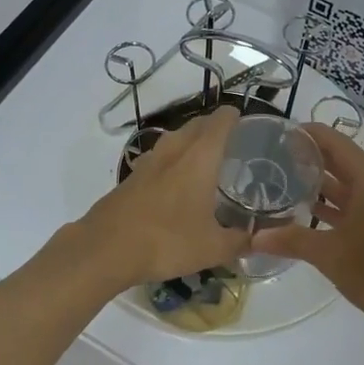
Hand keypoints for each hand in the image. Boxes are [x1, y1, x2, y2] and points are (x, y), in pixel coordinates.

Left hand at [78, 107, 249, 290]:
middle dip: (213, 126)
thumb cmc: (167, 241)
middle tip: (231, 139)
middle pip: (196, 125)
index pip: (220, 121)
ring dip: (190, 140)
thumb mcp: (212, 248)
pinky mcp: (131, 177)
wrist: (107, 248)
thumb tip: (256, 239)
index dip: (233, 116)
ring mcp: (149, 161)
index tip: (245, 120)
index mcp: (199, 157)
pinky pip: (159, 157)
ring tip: (204, 157)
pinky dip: (172, 159)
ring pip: (174, 138)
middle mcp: (174, 150)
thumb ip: (239, 241)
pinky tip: (175, 181)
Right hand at [252, 125, 363, 340]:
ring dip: (324, 183)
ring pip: (353, 183)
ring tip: (286, 182)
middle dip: (310, 158)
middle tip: (274, 159)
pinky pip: (363, 200)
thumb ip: (291, 240)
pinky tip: (312, 212)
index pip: (334, 141)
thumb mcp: (329, 255)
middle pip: (343, 160)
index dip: (306, 134)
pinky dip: (339, 203)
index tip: (277, 135)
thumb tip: (253, 238)